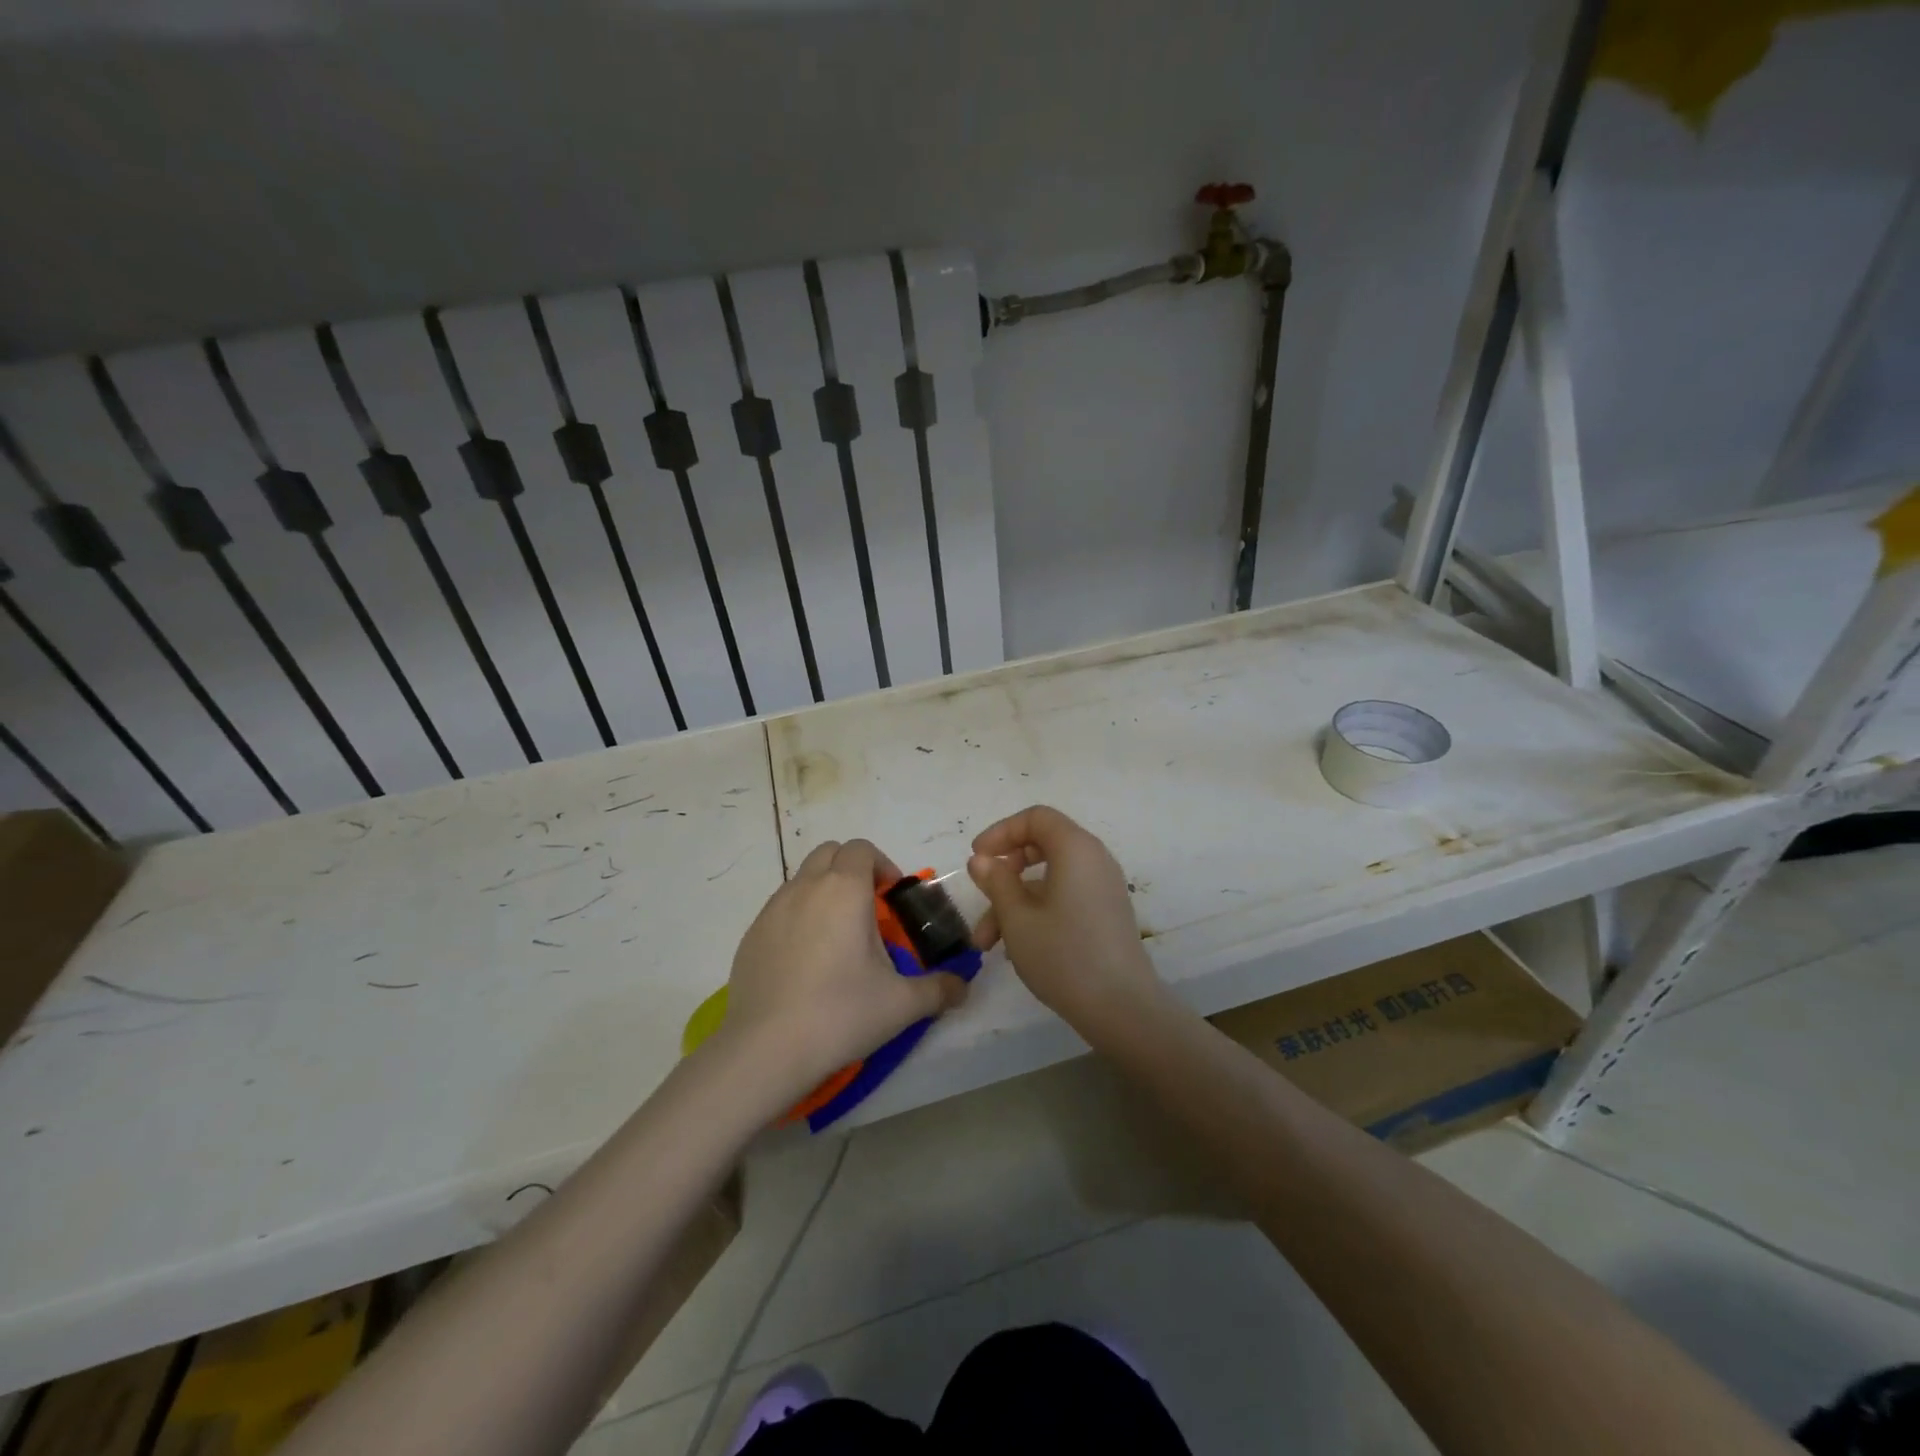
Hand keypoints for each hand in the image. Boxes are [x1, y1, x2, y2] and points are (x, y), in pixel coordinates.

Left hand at [720, 839, 967, 1100]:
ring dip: (824, 892)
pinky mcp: (751, 934)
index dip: (881, 865)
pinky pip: (780, 909)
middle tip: (868, 911)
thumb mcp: (902, 1004)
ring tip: (837, 938)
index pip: (862, 849)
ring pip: (803, 879)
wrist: (766, 1049)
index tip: (892, 899)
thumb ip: (939, 989)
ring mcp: (772, 909)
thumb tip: (963, 987)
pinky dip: (798, 918)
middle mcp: (806, 887)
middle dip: (851, 871)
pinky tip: (806, 962)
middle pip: (830, 853)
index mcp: (844, 889)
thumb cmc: (840, 1013)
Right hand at [968, 806, 1162, 1031]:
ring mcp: (1103, 888)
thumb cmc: (1064, 955)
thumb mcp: (1017, 918)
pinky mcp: (1106, 913)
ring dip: (1014, 902)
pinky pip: (1065, 897)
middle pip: (1042, 845)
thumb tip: (981, 860)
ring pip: (1049, 879)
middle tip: (982, 893)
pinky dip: (1037, 911)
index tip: (977, 858)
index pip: (1036, 818)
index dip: (1001, 832)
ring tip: (986, 943)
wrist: (1122, 1007)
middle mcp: (1094, 860)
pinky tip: (1016, 946)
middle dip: (1004, 871)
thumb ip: (996, 882)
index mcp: (1076, 849)